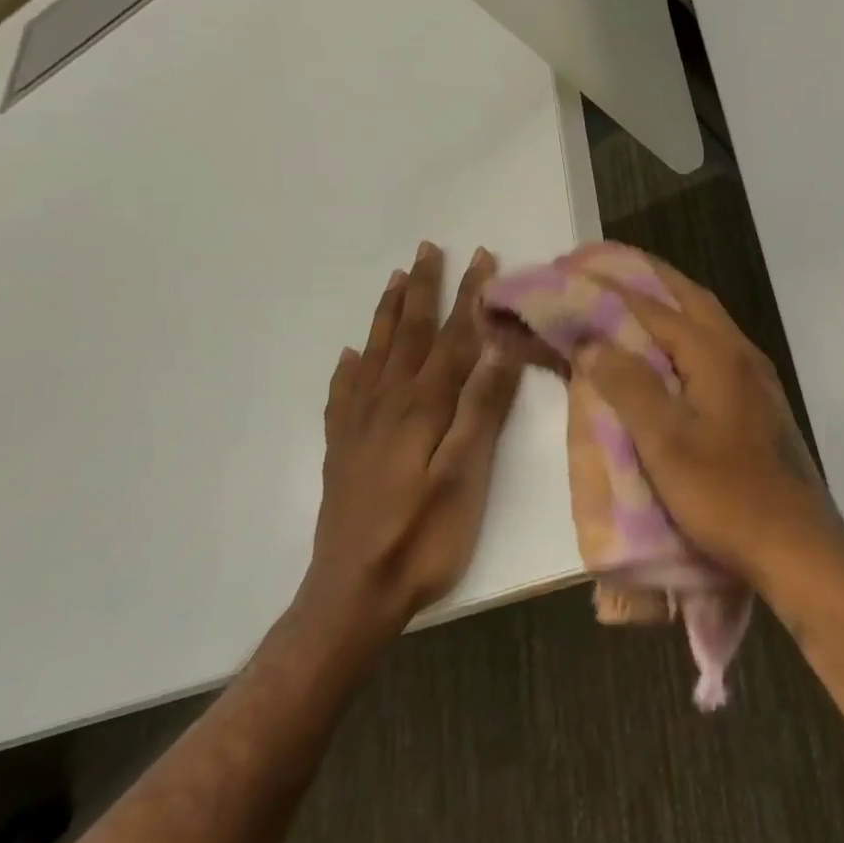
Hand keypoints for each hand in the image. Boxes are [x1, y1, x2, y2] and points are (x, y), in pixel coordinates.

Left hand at [300, 243, 521, 640]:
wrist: (353, 594)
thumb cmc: (424, 537)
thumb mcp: (466, 475)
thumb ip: (482, 408)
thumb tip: (501, 347)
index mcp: (422, 407)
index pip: (451, 338)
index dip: (468, 296)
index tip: (482, 257)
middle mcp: (387, 404)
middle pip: (407, 335)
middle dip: (422, 289)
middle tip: (427, 248)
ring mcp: (359, 426)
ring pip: (374, 355)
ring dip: (386, 314)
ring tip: (394, 280)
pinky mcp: (342, 450)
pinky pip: (343, 395)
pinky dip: (349, 369)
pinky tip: (349, 357)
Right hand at [575, 256, 843, 594]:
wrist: (796, 544)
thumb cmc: (726, 495)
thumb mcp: (666, 443)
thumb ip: (629, 387)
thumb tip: (593, 342)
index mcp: (716, 354)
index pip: (655, 306)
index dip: (612, 288)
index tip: (575, 271)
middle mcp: (739, 352)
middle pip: (689, 298)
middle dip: (647, 277)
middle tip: (606, 267)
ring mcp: (754, 376)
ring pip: (706, 321)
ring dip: (668, 302)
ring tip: (630, 297)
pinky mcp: (758, 400)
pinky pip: (713, 347)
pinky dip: (683, 333)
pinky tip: (667, 353)